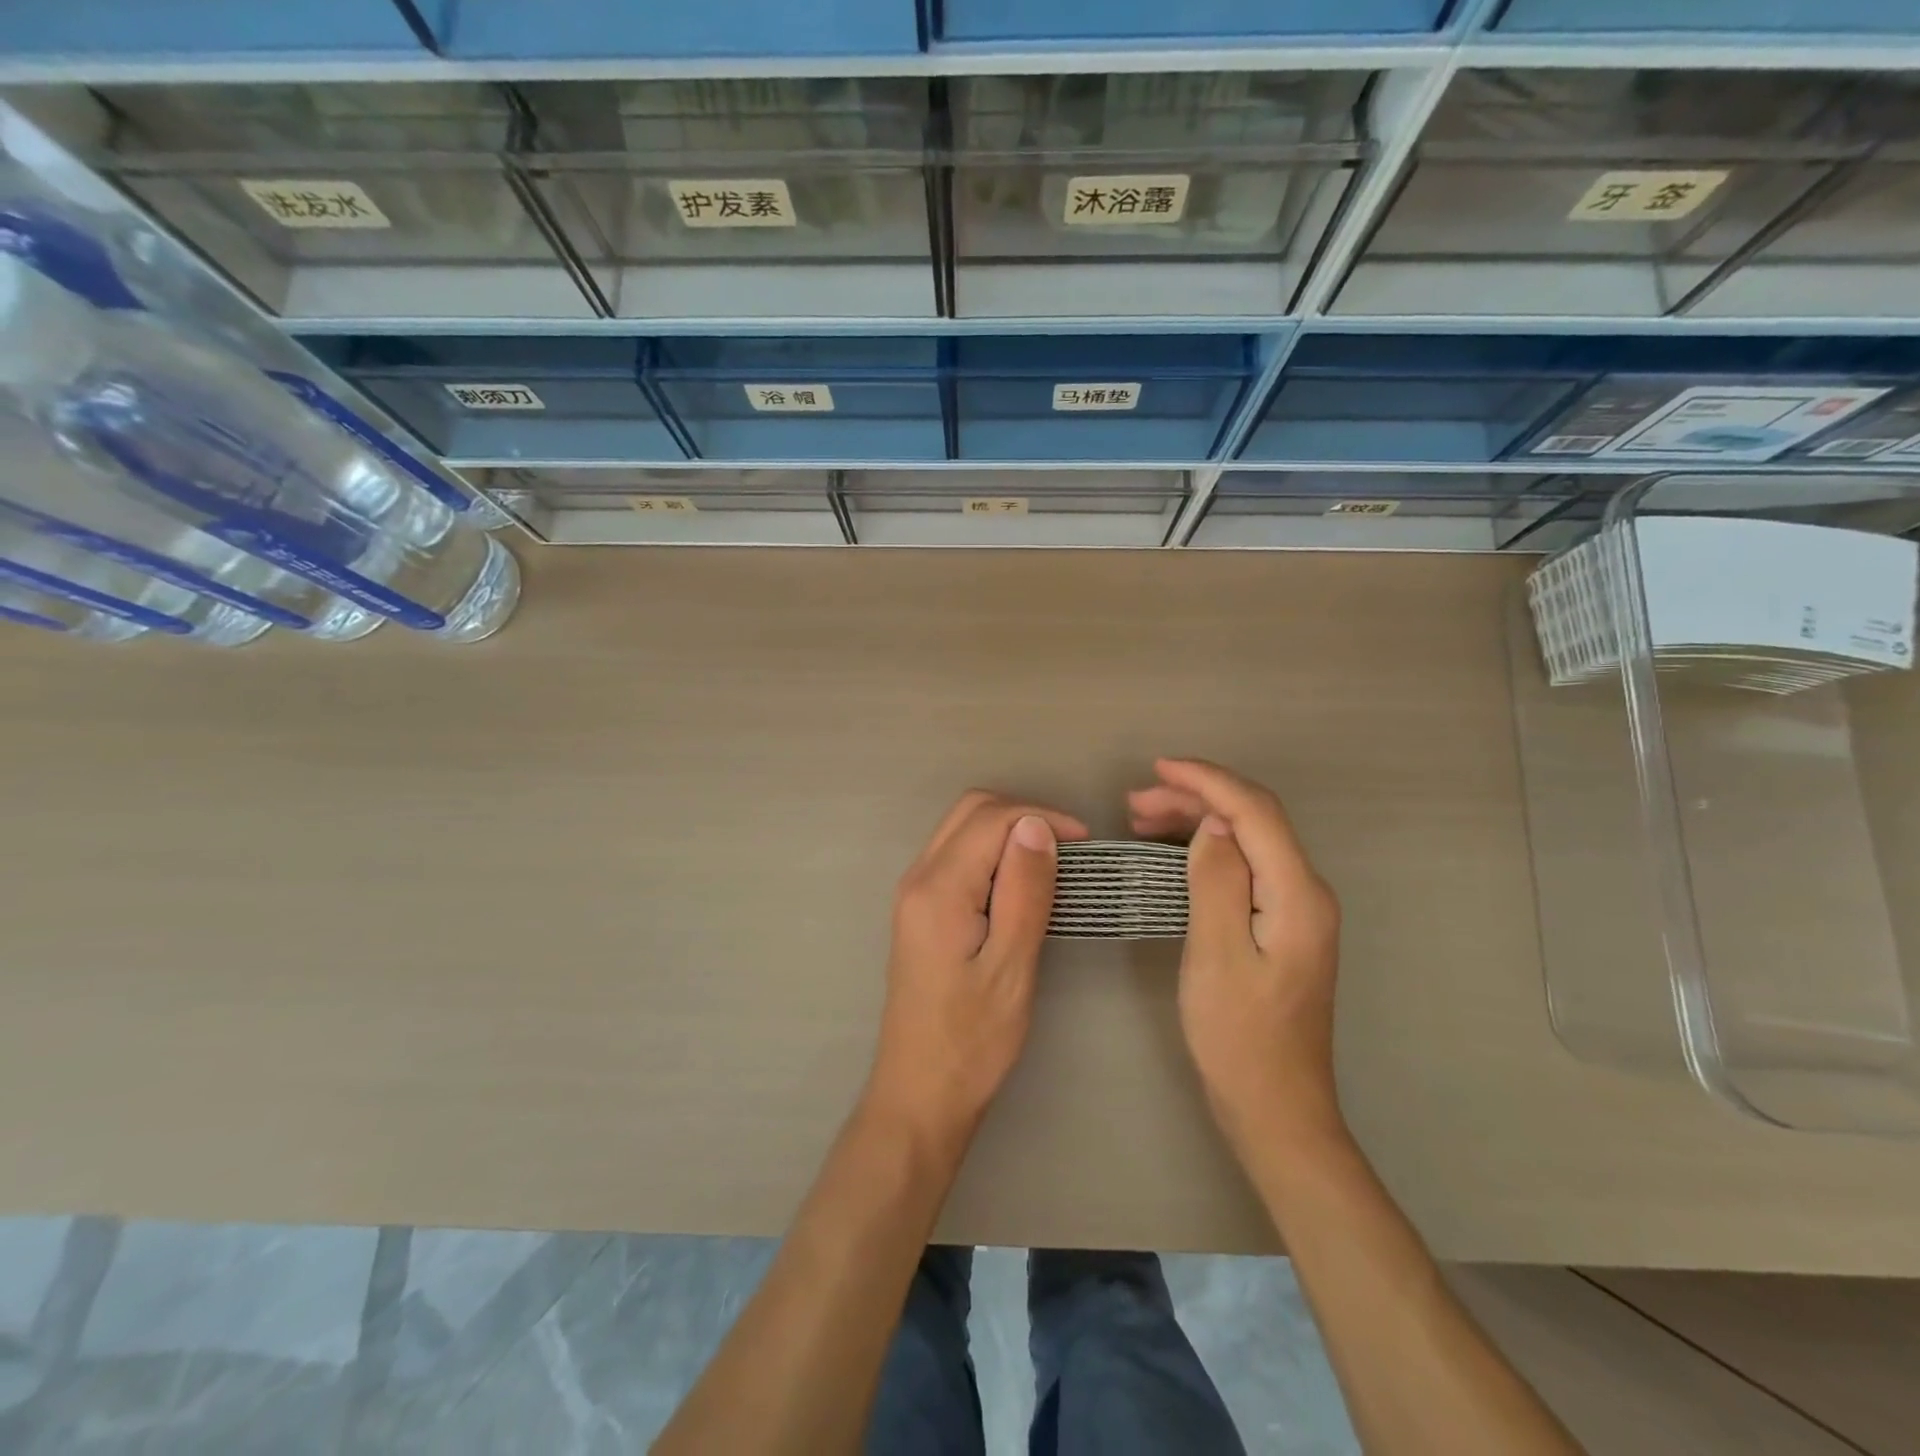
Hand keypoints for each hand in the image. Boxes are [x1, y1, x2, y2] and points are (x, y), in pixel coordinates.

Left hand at [866, 791, 1088, 1153]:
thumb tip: (1036, 825)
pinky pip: (956, 854)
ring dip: (1007, 831)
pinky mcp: (919, 909)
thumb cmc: (972, 1040)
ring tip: (1050, 864)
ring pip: (961, 829)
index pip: (991, 818)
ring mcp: (914, 892)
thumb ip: (1024, 891)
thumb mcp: (1011, 967)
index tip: (1085, 845)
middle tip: (1069, 850)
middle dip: (1023, 815)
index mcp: (938, 889)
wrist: (920, 1092)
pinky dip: (991, 852)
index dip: (1041, 818)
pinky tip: (1019, 882)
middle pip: (970, 811)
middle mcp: (918, 878)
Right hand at [1129, 759, 1344, 1159]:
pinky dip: (1206, 848)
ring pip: (1248, 839)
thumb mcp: (1216, 955)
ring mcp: (1297, 909)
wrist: (1276, 1109)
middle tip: (1134, 803)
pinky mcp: (1281, 925)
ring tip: (1141, 819)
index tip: (1157, 768)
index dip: (1206, 781)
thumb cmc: (1239, 1037)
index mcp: (1297, 894)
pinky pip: (1245, 865)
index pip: (1254, 812)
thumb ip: (1217, 880)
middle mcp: (1306, 892)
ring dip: (1198, 820)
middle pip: (1253, 820)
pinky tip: (1173, 852)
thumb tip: (1212, 824)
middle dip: (1195, 797)